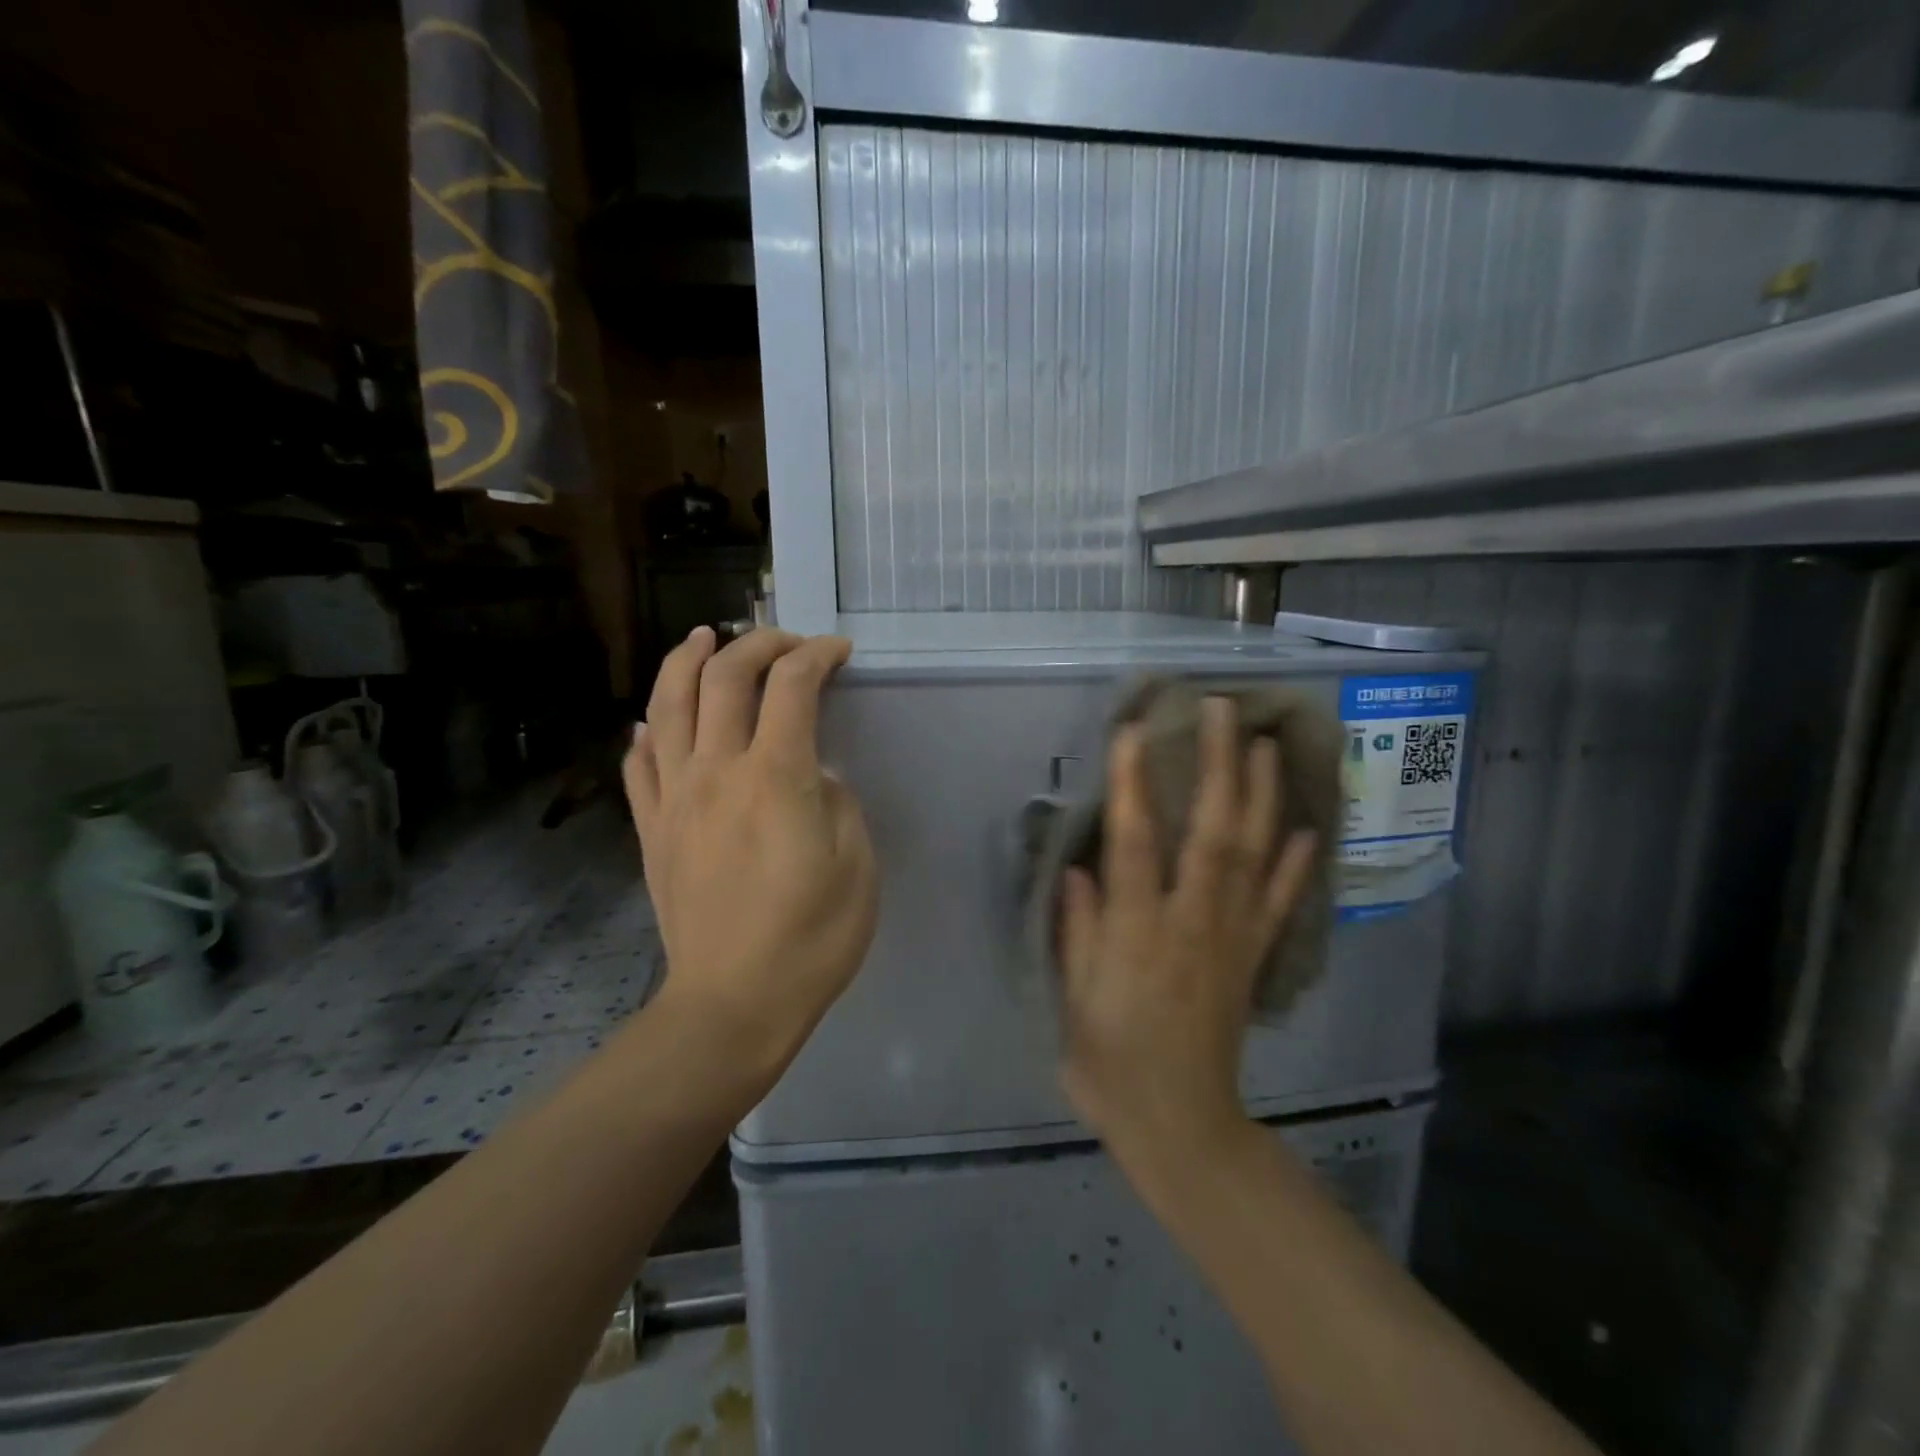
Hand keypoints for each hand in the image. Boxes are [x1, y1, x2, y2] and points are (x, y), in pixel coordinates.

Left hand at [625, 627, 876, 1070]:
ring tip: (706, 637)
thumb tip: (812, 775)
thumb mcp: (856, 864)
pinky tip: (656, 720)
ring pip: (668, 704)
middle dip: (758, 644)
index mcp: (777, 778)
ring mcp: (674, 798)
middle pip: (725, 678)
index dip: (816, 655)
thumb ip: (836, 801)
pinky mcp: (651, 829)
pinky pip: (639, 763)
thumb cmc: (811, 938)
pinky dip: (648, 729)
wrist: (733, 1004)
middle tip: (786, 642)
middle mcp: (717, 772)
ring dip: (688, 660)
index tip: (838, 652)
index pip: (791, 687)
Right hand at [1058, 696, 1317, 1163]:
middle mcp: (1192, 921)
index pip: (1136, 841)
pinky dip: (1297, 863)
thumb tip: (1079, 866)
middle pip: (1211, 831)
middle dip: (1218, 765)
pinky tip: (1308, 828)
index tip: (1135, 730)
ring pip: (1254, 853)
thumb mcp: (1073, 997)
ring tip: (1267, 744)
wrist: (1180, 1123)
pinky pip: (1282, 903)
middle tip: (1223, 711)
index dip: (1134, 783)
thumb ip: (1078, 927)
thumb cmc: (1110, 1061)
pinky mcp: (1253, 957)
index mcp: (1138, 931)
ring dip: (1262, 795)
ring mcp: (1232, 937)